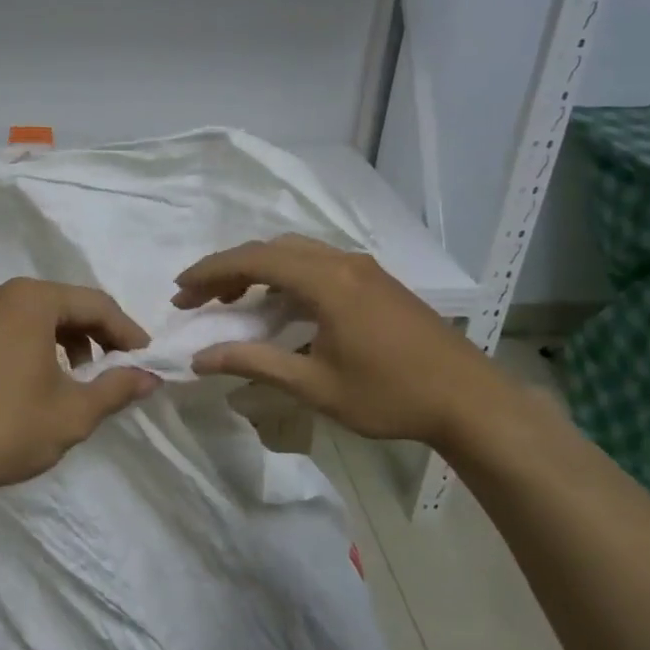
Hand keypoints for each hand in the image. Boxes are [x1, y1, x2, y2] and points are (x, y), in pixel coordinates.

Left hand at [0, 278, 158, 500]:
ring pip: (37, 317)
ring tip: (81, 378)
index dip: (128, 332)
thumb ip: (117, 389)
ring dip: (68, 341)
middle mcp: (2, 295)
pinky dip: (37, 346)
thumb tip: (150, 377)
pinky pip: (11, 329)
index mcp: (32, 300)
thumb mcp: (72, 413)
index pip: (96, 304)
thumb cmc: (5, 428)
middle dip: (98, 335)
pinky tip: (40, 381)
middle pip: (66, 305)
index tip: (148, 360)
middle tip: (120, 367)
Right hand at [173, 235, 513, 447]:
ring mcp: (363, 268)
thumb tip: (200, 358)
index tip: (180, 290)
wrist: (469, 399)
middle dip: (228, 270)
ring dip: (257, 270)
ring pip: (295, 252)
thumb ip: (255, 364)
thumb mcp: (315, 386)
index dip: (211, 271)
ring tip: (230, 301)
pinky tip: (278, 305)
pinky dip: (285, 276)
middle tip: (198, 300)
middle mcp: (342, 262)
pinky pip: (317, 263)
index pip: (254, 260)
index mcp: (326, 281)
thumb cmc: (391, 395)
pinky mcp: (375, 281)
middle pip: (271, 249)